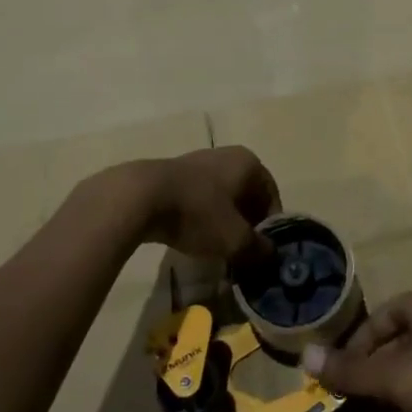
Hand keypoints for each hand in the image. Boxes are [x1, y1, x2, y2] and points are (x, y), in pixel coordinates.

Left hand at [134, 147, 280, 263]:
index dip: (270, 227)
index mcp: (249, 163)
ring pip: (222, 198)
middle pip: (247, 196)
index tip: (262, 251)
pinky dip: (202, 218)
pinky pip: (199, 199)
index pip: (271, 196)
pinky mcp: (175, 175)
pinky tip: (193, 237)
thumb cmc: (197, 212)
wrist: (140, 198)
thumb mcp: (234, 238)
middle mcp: (228, 156)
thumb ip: (258, 248)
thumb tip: (270, 255)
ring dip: (224, 222)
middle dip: (247, 225)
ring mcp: (199, 162)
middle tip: (242, 252)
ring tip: (217, 248)